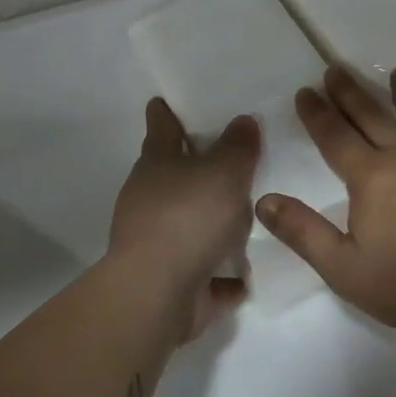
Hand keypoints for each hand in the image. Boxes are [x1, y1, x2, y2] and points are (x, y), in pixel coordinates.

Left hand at [106, 98, 258, 341]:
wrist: (156, 294)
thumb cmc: (188, 217)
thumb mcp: (224, 172)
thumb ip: (238, 146)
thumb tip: (243, 120)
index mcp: (157, 164)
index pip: (161, 128)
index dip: (164, 114)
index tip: (160, 102)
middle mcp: (149, 199)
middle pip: (171, 176)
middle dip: (192, 169)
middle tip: (225, 157)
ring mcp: (155, 242)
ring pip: (186, 223)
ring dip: (209, 223)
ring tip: (246, 219)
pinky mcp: (168, 281)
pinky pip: (201, 270)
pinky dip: (217, 273)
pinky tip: (242, 276)